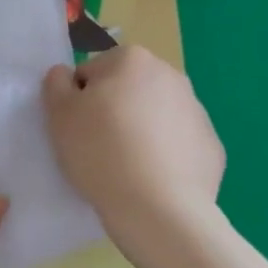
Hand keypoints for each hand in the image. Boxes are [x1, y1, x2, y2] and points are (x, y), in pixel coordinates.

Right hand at [42, 46, 223, 244]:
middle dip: (113, 112)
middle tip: (98, 148)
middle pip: (126, 91)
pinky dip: (164, 156)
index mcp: (132, 59)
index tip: (78, 129)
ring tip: (125, 168)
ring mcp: (197, 110)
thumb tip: (67, 75)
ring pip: (154, 117)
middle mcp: (171, 75)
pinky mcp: (211, 145)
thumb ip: (56, 83)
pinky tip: (152, 180)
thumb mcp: (59, 114)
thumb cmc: (100, 152)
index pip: (91, 74)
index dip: (79, 102)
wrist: (158, 208)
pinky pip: (177, 145)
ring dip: (139, 132)